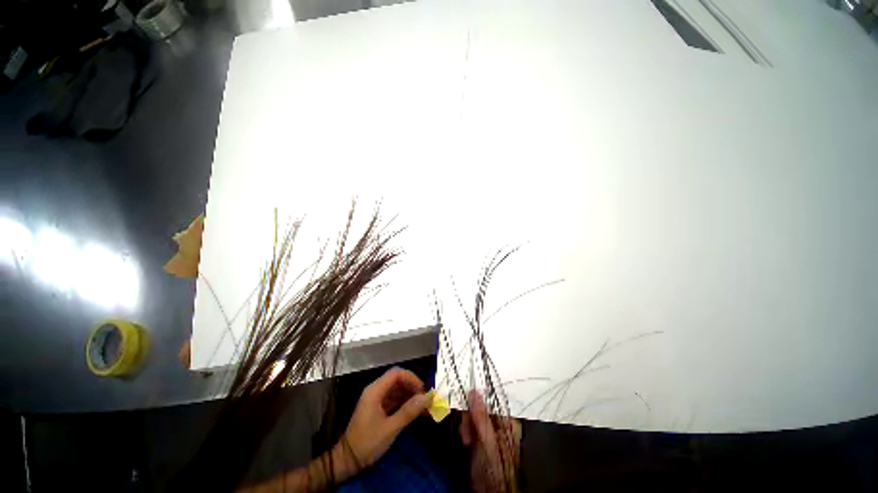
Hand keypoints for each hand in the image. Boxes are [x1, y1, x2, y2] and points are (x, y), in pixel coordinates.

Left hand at [333, 367, 431, 479]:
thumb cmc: (367, 443)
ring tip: (423, 406)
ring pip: (396, 390)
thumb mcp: (390, 428)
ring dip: (410, 396)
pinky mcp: (377, 408)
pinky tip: (415, 412)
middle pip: (397, 380)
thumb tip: (426, 397)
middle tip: (425, 399)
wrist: (347, 461)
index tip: (422, 390)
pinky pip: (394, 399)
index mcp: (375, 391)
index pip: (396, 373)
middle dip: (412, 387)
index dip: (411, 378)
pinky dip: (404, 403)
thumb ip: (408, 411)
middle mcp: (375, 391)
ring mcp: (376, 399)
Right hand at [459, 391, 521, 492]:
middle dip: (470, 416)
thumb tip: (475, 393)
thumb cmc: (495, 471)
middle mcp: (500, 423)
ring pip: (474, 415)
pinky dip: (466, 430)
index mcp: (508, 421)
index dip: (478, 400)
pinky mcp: (481, 437)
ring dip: (466, 424)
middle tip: (466, 430)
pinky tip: (466, 441)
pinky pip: (471, 424)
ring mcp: (490, 430)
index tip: (467, 406)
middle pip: (481, 406)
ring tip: (466, 439)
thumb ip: (481, 417)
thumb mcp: (487, 442)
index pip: (492, 400)